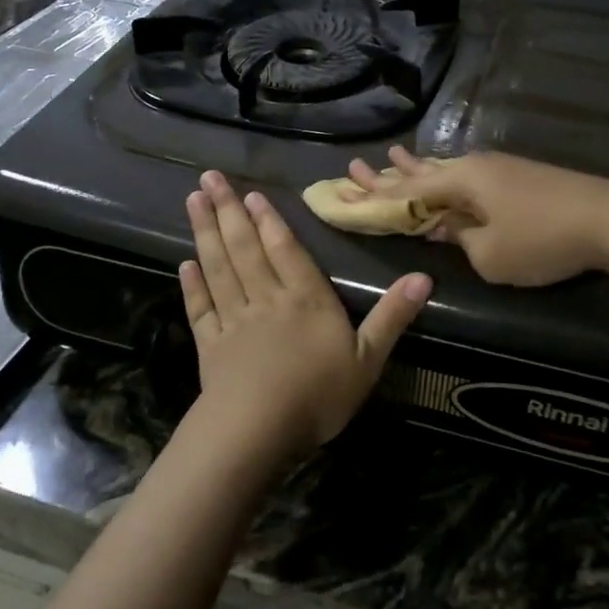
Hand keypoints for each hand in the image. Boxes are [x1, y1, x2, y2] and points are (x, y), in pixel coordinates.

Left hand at [181, 170, 431, 460]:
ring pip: (218, 267)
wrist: (258, 431)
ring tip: (193, 201)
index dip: (268, 220)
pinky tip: (185, 264)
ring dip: (205, 233)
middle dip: (227, 211)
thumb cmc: (318, 395)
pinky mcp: (210, 344)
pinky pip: (200, 307)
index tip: (249, 194)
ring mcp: (234, 320)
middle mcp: (266, 299)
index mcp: (306, 299)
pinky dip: (192, 285)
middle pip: (245, 248)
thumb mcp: (368, 359)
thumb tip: (424, 276)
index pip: (285, 250)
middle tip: (209, 178)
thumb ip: (392, 316)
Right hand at [344, 148, 608, 286]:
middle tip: (355, 168)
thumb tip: (449, 230)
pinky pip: (468, 175)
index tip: (345, 186)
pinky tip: (444, 170)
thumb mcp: (490, 255)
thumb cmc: (542, 240)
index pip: (406, 191)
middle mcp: (474, 167)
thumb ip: (461, 241)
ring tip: (393, 156)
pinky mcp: (519, 177)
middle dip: (389, 175)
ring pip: (446, 170)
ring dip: (418, 169)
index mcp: (460, 182)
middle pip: (422, 173)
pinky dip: (446, 177)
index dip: (374, 194)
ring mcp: (499, 168)